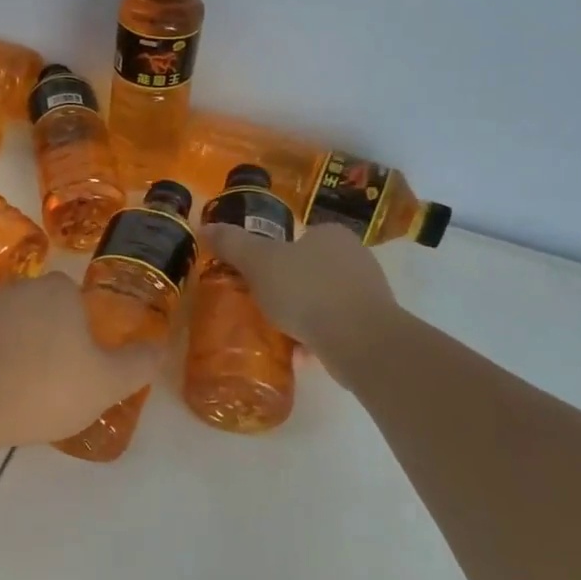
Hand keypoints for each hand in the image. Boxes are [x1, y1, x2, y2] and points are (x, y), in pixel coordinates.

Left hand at [0, 272, 159, 449]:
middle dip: (41, 337)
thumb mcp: (106, 384)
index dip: (76, 330)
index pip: (72, 300)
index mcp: (57, 293)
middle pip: (35, 309)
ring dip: (6, 346)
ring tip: (9, 391)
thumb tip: (158, 345)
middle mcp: (16, 287)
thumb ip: (137, 364)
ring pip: (0, 323)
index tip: (74, 364)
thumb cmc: (44, 389)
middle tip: (44, 381)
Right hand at [202, 223, 403, 382]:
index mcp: (331, 234)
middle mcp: (356, 256)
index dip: (275, 255)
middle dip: (288, 287)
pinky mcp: (376, 325)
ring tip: (278, 332)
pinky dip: (318, 336)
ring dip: (303, 313)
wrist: (361, 341)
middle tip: (262, 304)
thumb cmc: (307, 291)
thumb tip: (204, 226)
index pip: (299, 237)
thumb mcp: (258, 263)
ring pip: (324, 298)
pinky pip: (337, 325)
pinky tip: (300, 353)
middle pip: (311, 268)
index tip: (257, 276)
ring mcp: (370, 291)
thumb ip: (232, 244)